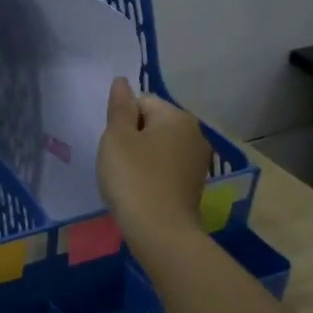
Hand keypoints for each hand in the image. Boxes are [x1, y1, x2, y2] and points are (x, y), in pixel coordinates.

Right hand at [97, 76, 211, 251]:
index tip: (114, 145)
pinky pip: (167, 167)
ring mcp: (198, 160)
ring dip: (142, 157)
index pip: (142, 102)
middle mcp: (195, 133)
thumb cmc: (133, 178)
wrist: (160, 230)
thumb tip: (122, 81)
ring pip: (160, 146)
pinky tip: (141, 191)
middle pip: (153, 123)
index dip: (122, 120)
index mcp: (177, 116)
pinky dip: (152, 174)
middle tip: (118, 162)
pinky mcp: (194, 184)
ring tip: (128, 179)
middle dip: (133, 137)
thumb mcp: (116, 138)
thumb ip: (119, 107)